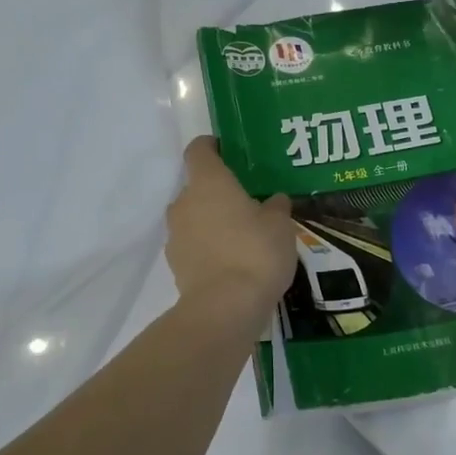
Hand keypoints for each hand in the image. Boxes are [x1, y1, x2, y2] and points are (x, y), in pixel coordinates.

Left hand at [166, 137, 294, 323]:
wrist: (226, 307)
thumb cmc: (256, 252)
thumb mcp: (280, 225)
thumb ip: (275, 207)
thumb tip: (273, 199)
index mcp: (208, 182)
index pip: (199, 150)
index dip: (212, 146)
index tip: (228, 150)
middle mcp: (184, 203)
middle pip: (197, 188)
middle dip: (219, 193)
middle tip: (248, 204)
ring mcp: (176, 236)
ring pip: (194, 219)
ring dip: (212, 223)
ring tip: (243, 238)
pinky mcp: (176, 265)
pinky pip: (194, 247)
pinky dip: (209, 249)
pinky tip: (232, 264)